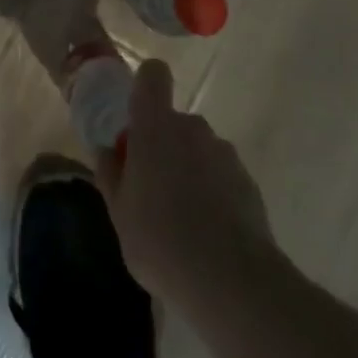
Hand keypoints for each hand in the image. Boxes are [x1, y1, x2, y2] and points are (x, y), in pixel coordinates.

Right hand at [94, 59, 272, 305]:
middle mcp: (192, 127)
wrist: (232, 282)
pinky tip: (210, 235)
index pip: (153, 75)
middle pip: (174, 121)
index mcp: (155, 125)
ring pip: (199, 150)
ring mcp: (225, 153)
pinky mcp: (249, 183)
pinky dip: (215, 194)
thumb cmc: (161, 240)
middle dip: (164, 147)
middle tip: (153, 191)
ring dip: (190, 171)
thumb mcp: (119, 213)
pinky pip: (222, 177)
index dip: (146, 87)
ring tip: (184, 221)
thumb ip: (111, 175)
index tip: (137, 120)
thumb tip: (108, 151)